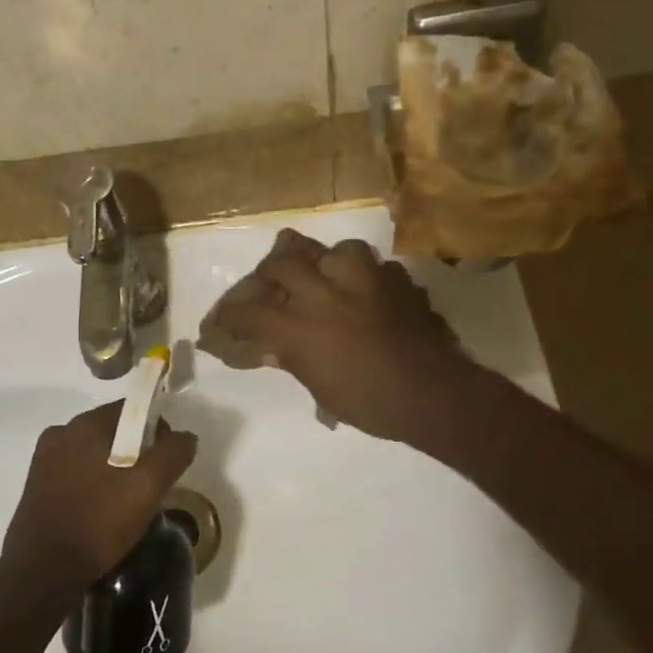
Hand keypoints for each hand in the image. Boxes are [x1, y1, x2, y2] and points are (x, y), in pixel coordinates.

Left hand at [0, 402, 197, 597]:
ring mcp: (43, 462)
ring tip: (129, 504)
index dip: (156, 430)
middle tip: (152, 486)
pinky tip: (103, 513)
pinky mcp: (36, 488)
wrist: (42, 573)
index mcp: (83, 425)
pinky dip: (95, 485)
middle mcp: (59, 434)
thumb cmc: (98, 522)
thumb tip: (186, 436)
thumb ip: (172, 454)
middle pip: (112, 432)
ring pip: (94, 455)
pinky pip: (77, 474)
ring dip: (115, 470)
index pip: (130, 410)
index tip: (166, 462)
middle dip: (137, 452)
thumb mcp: (147, 488)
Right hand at [201, 229, 476, 443]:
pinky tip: (365, 292)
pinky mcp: (397, 279)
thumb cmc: (370, 403)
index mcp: (300, 326)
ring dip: (322, 262)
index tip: (220, 320)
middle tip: (268, 287)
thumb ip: (293, 358)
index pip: (248, 310)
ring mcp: (365, 280)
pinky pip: (374, 265)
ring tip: (323, 277)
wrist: (433, 394)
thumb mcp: (321, 389)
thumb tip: (270, 347)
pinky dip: (363, 276)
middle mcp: (326, 293)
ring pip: (332, 249)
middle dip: (268, 274)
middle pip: (282, 263)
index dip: (228, 314)